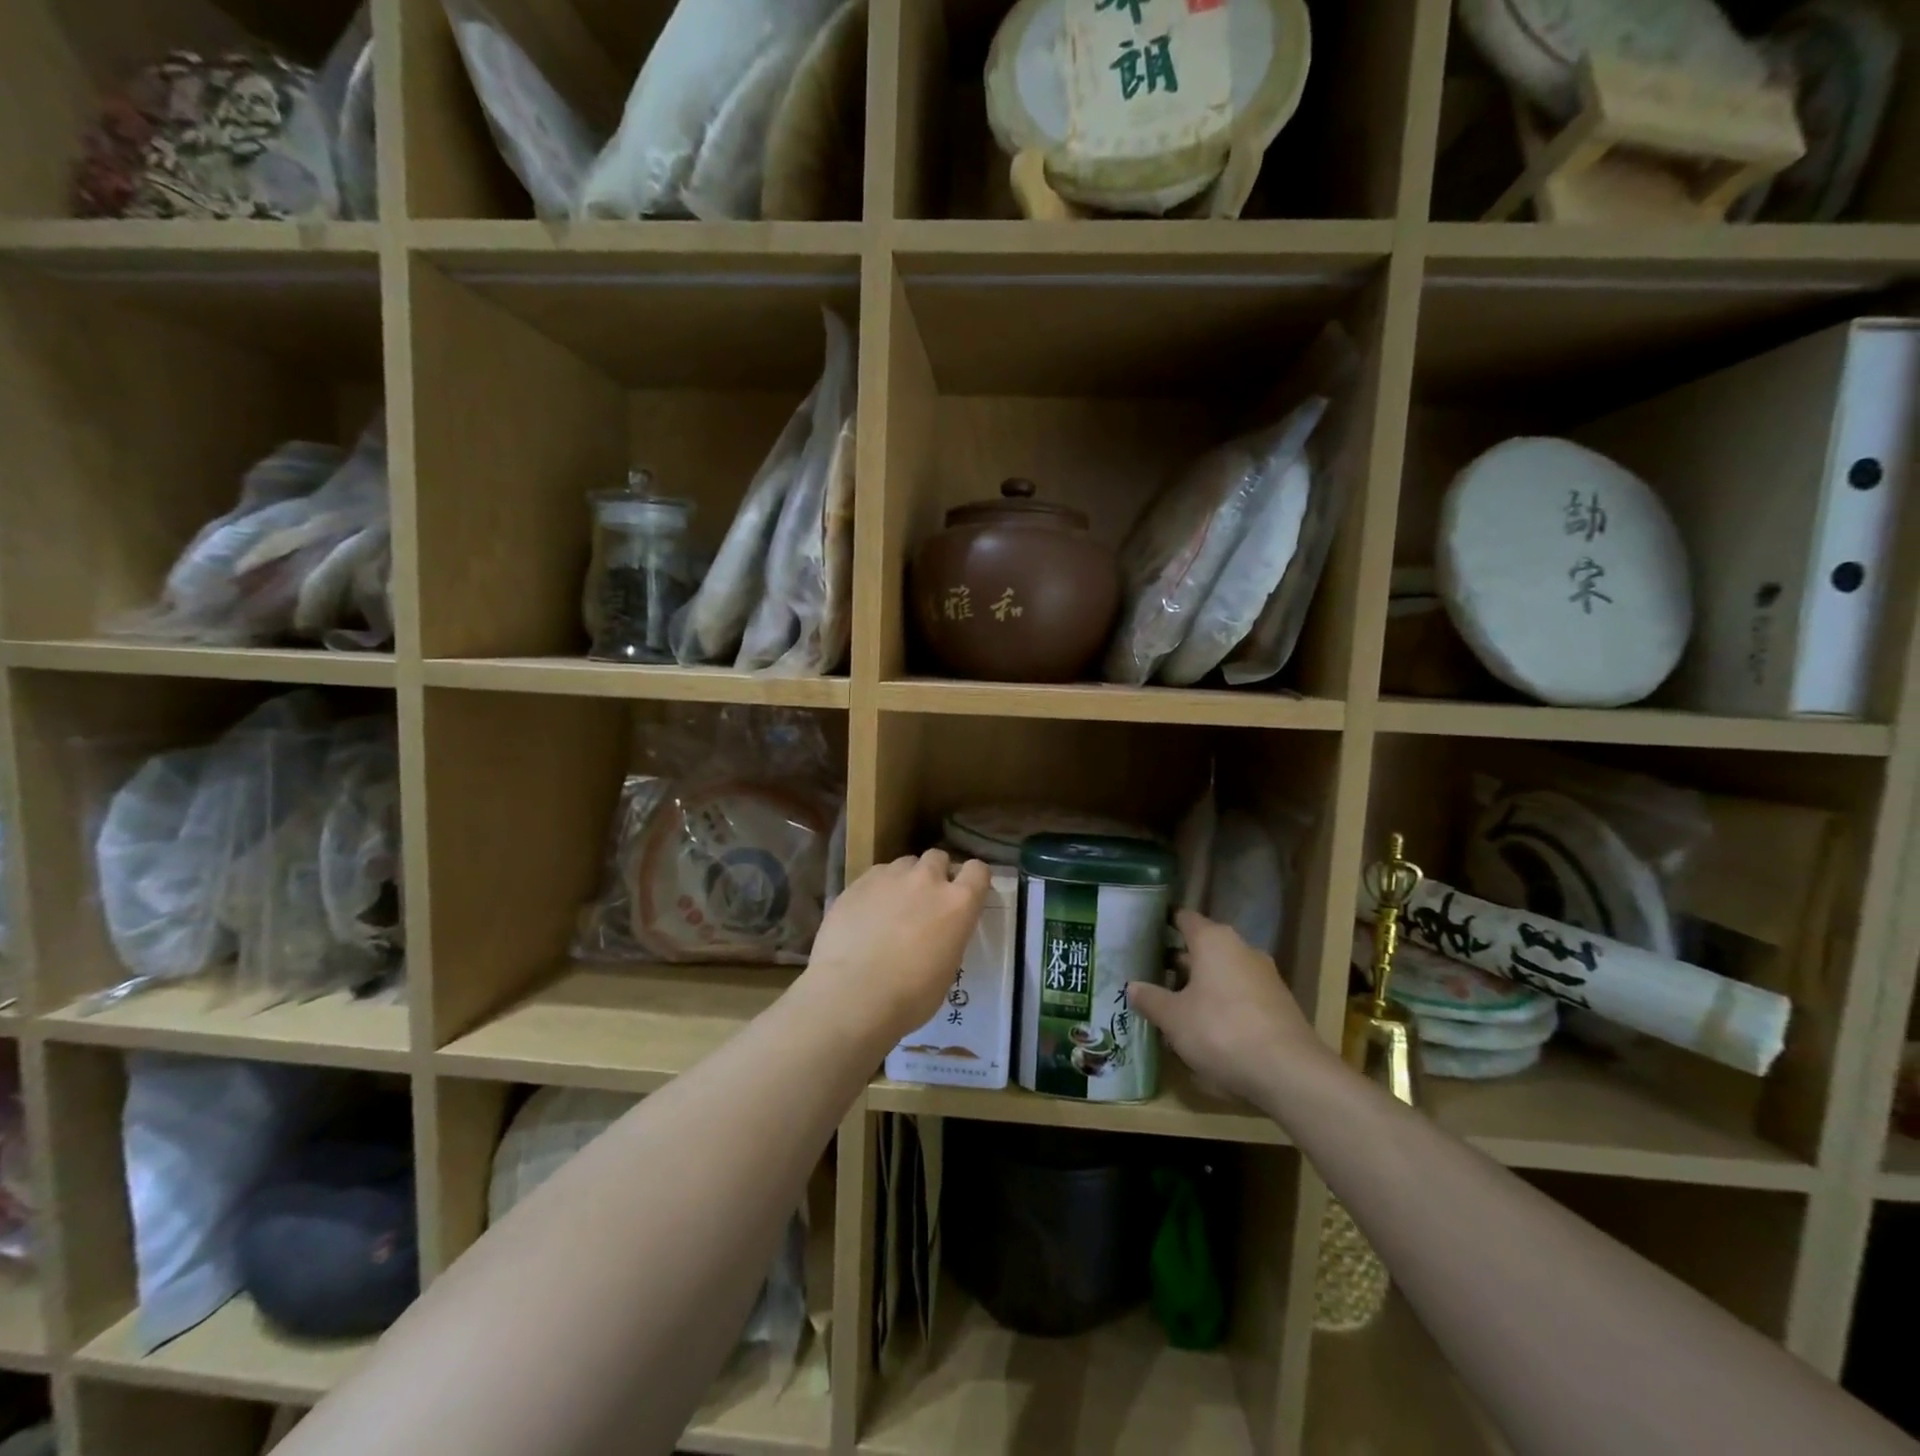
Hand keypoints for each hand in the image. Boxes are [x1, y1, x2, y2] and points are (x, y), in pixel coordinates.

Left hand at [804, 850, 992, 1047]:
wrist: (852, 995)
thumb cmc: (909, 997)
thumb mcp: (946, 969)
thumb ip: (948, 937)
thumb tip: (938, 933)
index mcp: (958, 903)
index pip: (978, 870)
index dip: (972, 879)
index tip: (965, 894)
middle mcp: (927, 880)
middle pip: (938, 858)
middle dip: (935, 873)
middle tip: (925, 901)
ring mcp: (890, 877)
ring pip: (904, 864)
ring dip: (905, 879)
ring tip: (892, 906)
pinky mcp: (858, 882)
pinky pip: (875, 875)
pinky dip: (877, 888)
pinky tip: (866, 913)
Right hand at [1127, 910, 1321, 1106]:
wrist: (1289, 1072)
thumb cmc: (1221, 1031)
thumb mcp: (1174, 1018)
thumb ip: (1151, 999)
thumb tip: (1132, 986)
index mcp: (1213, 940)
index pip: (1184, 918)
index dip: (1164, 922)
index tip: (1145, 930)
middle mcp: (1241, 949)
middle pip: (1204, 946)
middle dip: (1179, 961)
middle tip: (1151, 973)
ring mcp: (1264, 976)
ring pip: (1223, 972)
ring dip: (1201, 984)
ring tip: (1174, 1003)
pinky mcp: (1278, 1004)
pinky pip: (1240, 994)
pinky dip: (1222, 1003)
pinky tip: (1206, 1027)